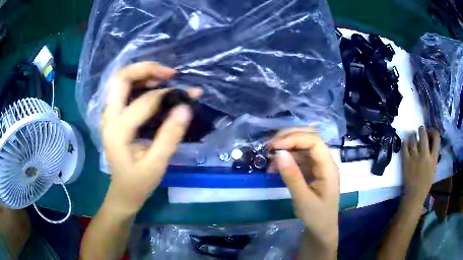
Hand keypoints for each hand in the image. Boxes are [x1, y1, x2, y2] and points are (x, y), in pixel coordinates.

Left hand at [101, 62, 200, 213]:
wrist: (122, 191)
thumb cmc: (138, 182)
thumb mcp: (157, 164)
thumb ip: (170, 135)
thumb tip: (185, 107)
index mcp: (117, 131)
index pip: (143, 102)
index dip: (167, 95)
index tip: (187, 95)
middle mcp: (108, 117)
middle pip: (121, 78)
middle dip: (146, 69)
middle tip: (169, 74)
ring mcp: (108, 115)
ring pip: (121, 81)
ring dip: (142, 73)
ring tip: (164, 78)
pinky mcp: (112, 116)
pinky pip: (123, 90)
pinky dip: (139, 83)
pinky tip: (154, 86)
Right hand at [269, 128, 339, 250]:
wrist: (321, 228)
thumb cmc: (316, 216)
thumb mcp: (303, 199)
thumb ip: (292, 176)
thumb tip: (279, 153)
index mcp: (328, 167)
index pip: (314, 142)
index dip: (294, 138)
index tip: (274, 146)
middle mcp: (325, 161)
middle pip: (309, 139)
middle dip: (289, 138)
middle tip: (269, 146)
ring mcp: (318, 165)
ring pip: (302, 147)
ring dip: (285, 149)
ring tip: (269, 159)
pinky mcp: (311, 170)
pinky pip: (299, 158)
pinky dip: (286, 159)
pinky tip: (275, 167)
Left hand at [402, 126, 439, 200]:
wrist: (414, 195)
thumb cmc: (425, 183)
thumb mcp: (433, 167)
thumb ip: (433, 155)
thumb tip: (430, 141)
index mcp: (433, 158)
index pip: (436, 137)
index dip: (433, 131)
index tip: (430, 132)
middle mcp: (425, 155)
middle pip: (423, 134)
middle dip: (422, 129)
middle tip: (421, 130)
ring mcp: (415, 158)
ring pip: (413, 138)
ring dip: (413, 135)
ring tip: (413, 137)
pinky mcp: (406, 161)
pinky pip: (404, 146)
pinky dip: (406, 142)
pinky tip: (407, 142)